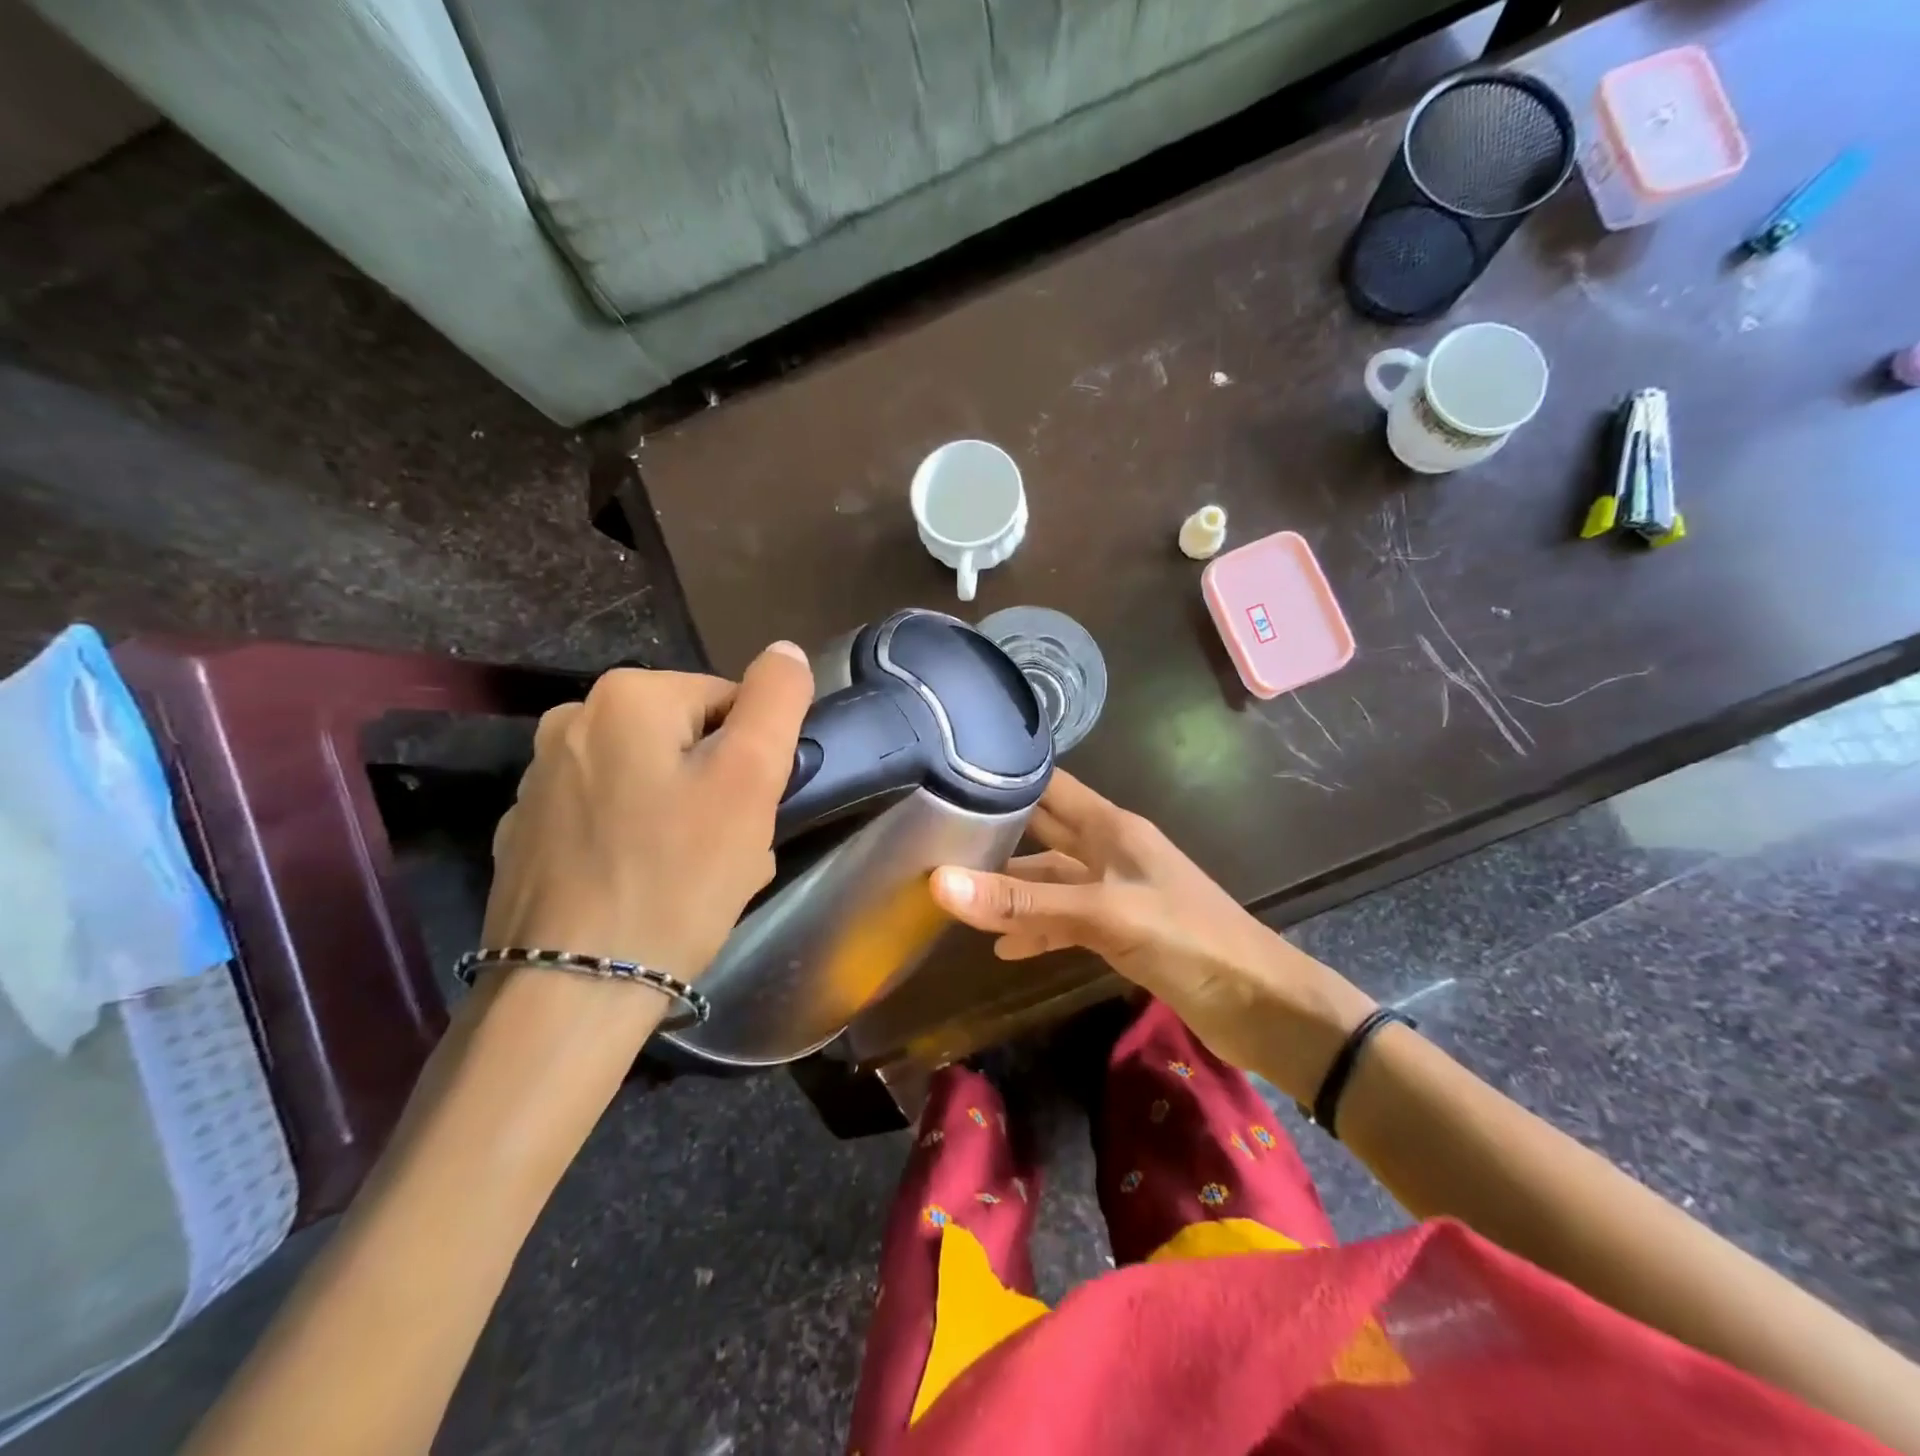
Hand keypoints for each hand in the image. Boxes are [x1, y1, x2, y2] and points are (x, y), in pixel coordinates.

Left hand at [483, 643, 813, 983]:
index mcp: (626, 696)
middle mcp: (570, 722)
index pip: (729, 702)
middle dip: (719, 790)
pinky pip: (609, 820)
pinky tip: (645, 891)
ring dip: (684, 818)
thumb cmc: (677, 877)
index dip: (755, 758)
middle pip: (686, 743)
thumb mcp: (750, 779)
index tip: (752, 814)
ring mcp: (539, 781)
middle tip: (729, 852)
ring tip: (691, 879)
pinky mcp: (526, 835)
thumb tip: (784, 651)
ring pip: (650, 782)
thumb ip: (776, 701)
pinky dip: (637, 843)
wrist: (571, 991)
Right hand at [928, 770, 1375, 1099]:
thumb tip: (939, 883)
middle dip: (996, 834)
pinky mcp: (1119, 929)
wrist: (1260, 1004)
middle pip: (1043, 832)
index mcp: (1111, 827)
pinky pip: (1066, 920)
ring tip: (956, 897)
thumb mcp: (1101, 915)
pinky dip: (1037, 930)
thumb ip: (1024, 901)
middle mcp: (1108, 850)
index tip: (947, 778)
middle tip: (934, 838)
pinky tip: (1003, 948)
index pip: (1049, 786)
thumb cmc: (1187, 939)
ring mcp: (1114, 891)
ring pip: (1050, 880)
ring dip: (1011, 889)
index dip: (1004, 778)